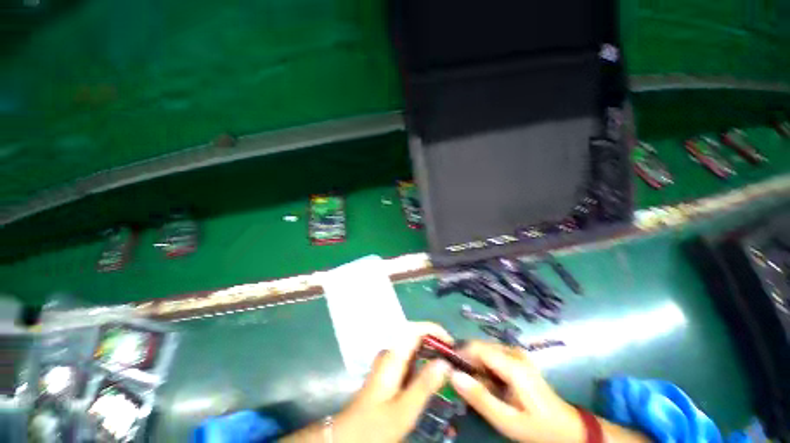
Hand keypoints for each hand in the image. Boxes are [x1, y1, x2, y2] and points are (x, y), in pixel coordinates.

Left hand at [282, 322, 452, 442]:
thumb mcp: (404, 409)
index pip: (414, 329)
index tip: (451, 344)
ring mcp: (389, 363)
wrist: (349, 436)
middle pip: (415, 336)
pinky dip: (424, 363)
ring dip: (431, 353)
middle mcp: (390, 354)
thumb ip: (425, 384)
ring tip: (448, 367)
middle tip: (454, 358)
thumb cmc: (375, 425)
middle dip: (435, 342)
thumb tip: (445, 362)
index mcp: (392, 357)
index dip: (433, 330)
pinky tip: (432, 378)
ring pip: (413, 348)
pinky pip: (410, 360)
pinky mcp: (390, 373)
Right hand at [449, 341, 584, 442]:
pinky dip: (484, 366)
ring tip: (474, 385)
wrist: (566, 428)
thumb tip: (453, 375)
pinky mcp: (517, 358)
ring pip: (484, 350)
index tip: (448, 368)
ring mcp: (517, 353)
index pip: (477, 348)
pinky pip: (492, 355)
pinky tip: (487, 383)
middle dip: (467, 360)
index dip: (460, 354)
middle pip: (480, 346)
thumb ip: (479, 397)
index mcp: (512, 365)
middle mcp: (514, 352)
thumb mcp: (506, 420)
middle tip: (461, 382)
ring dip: (475, 364)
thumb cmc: (537, 427)